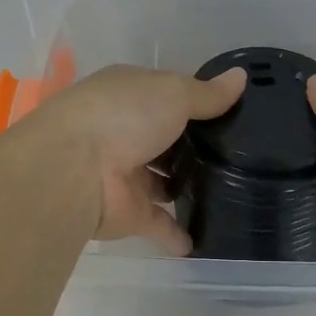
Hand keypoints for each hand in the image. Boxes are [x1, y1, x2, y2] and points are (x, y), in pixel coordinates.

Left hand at [26, 64, 245, 252]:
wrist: (73, 170)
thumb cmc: (124, 115)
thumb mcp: (174, 92)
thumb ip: (208, 94)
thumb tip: (242, 76)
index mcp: (130, 94)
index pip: (167, 95)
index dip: (196, 101)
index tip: (231, 111)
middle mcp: (125, 131)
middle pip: (166, 139)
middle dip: (193, 146)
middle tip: (241, 154)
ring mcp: (126, 174)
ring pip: (162, 181)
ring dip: (185, 187)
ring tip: (232, 191)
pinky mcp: (128, 213)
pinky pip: (160, 223)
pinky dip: (178, 232)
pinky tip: (205, 239)